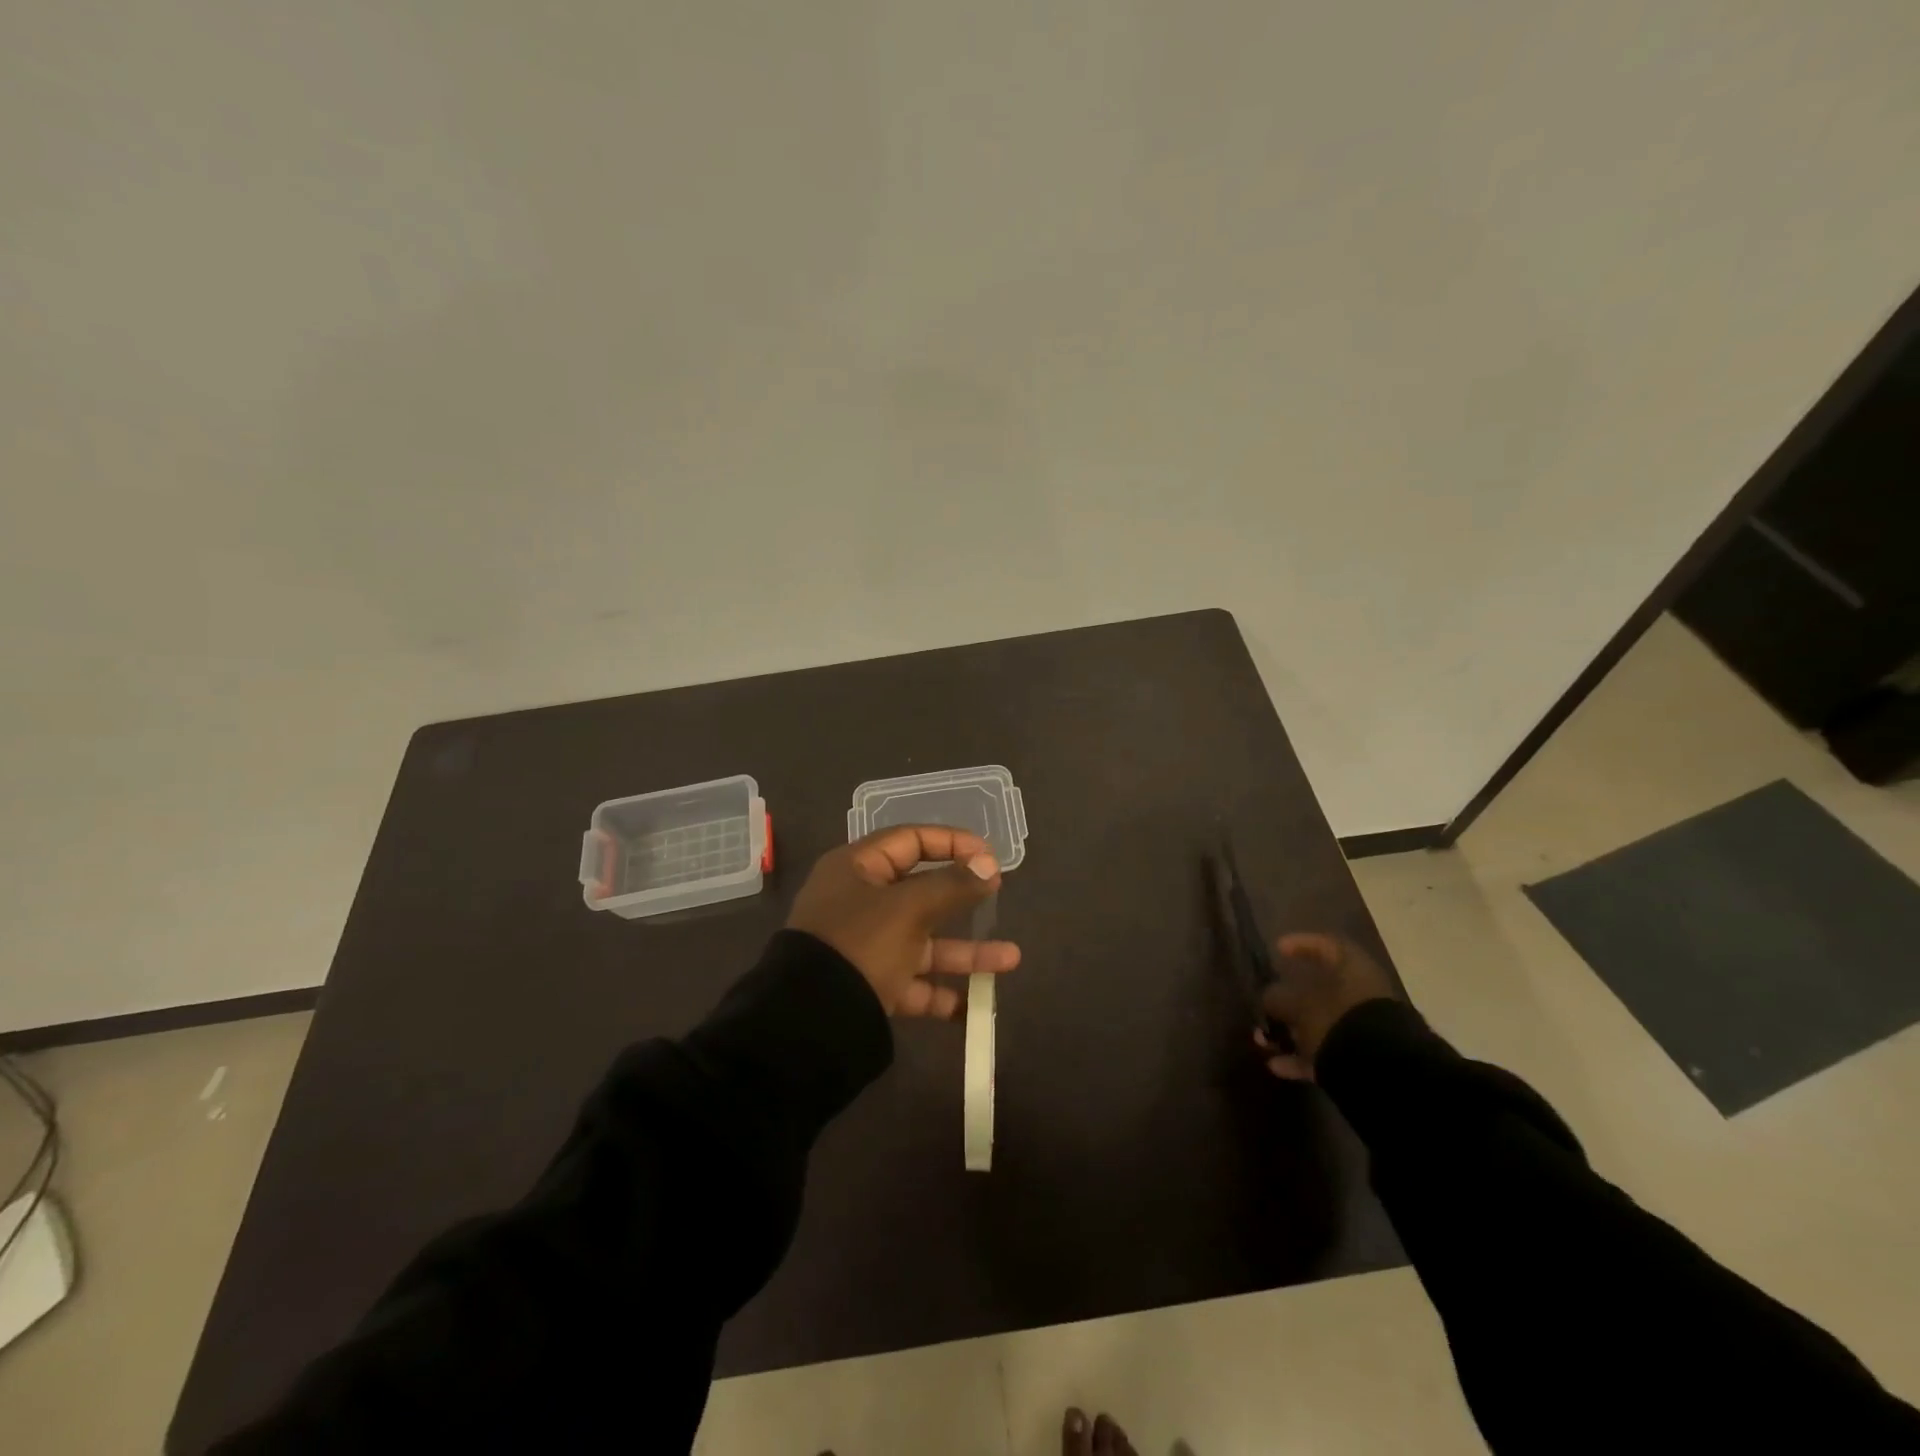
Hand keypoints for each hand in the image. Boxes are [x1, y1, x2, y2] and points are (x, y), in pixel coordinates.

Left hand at [787, 825, 1020, 1017]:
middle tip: (997, 895)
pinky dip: (940, 993)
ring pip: (923, 941)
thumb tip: (989, 864)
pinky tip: (973, 1007)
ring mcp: (864, 946)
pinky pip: (912, 984)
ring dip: (965, 951)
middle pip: (920, 891)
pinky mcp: (869, 986)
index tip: (988, 856)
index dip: (951, 842)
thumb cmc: (860, 945)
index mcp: (857, 869)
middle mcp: (860, 903)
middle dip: (963, 897)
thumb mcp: (909, 909)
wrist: (809, 1023)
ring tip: (1011, 959)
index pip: (910, 840)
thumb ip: (952, 886)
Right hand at [1256, 932, 1397, 1079]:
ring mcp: (1365, 1028)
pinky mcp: (1364, 1059)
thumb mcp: (1299, 1004)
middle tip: (1265, 1006)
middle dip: (1288, 1001)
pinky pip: (1327, 1052)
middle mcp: (1362, 995)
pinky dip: (1303, 1058)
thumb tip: (1268, 998)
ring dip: (1291, 1032)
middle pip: (1321, 991)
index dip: (1300, 944)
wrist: (1383, 1071)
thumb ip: (1278, 997)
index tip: (1278, 950)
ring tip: (1263, 1042)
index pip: (1327, 945)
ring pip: (1321, 1024)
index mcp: (1354, 969)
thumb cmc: (1338, 1020)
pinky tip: (1277, 1066)